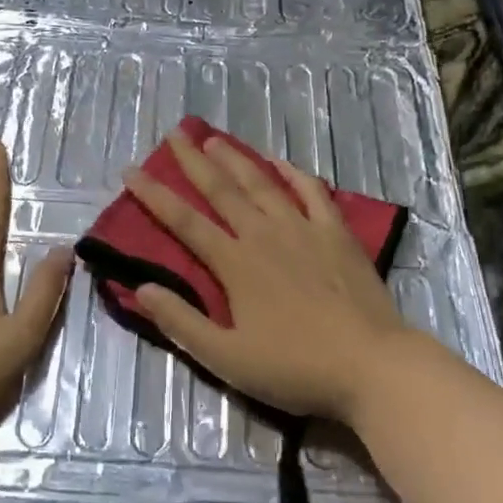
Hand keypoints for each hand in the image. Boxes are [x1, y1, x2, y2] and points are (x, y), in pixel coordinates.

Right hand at [124, 129, 415, 427]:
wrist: (372, 365)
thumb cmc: (295, 367)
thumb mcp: (227, 358)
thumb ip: (182, 322)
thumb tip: (141, 287)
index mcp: (235, 264)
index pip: (185, 222)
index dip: (154, 195)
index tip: (131, 171)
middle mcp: (265, 234)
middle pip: (222, 189)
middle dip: (193, 160)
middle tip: (174, 134)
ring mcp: (304, 229)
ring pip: (263, 183)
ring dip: (236, 158)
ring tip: (215, 139)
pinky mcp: (337, 233)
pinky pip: (312, 192)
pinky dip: (293, 173)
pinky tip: (280, 161)